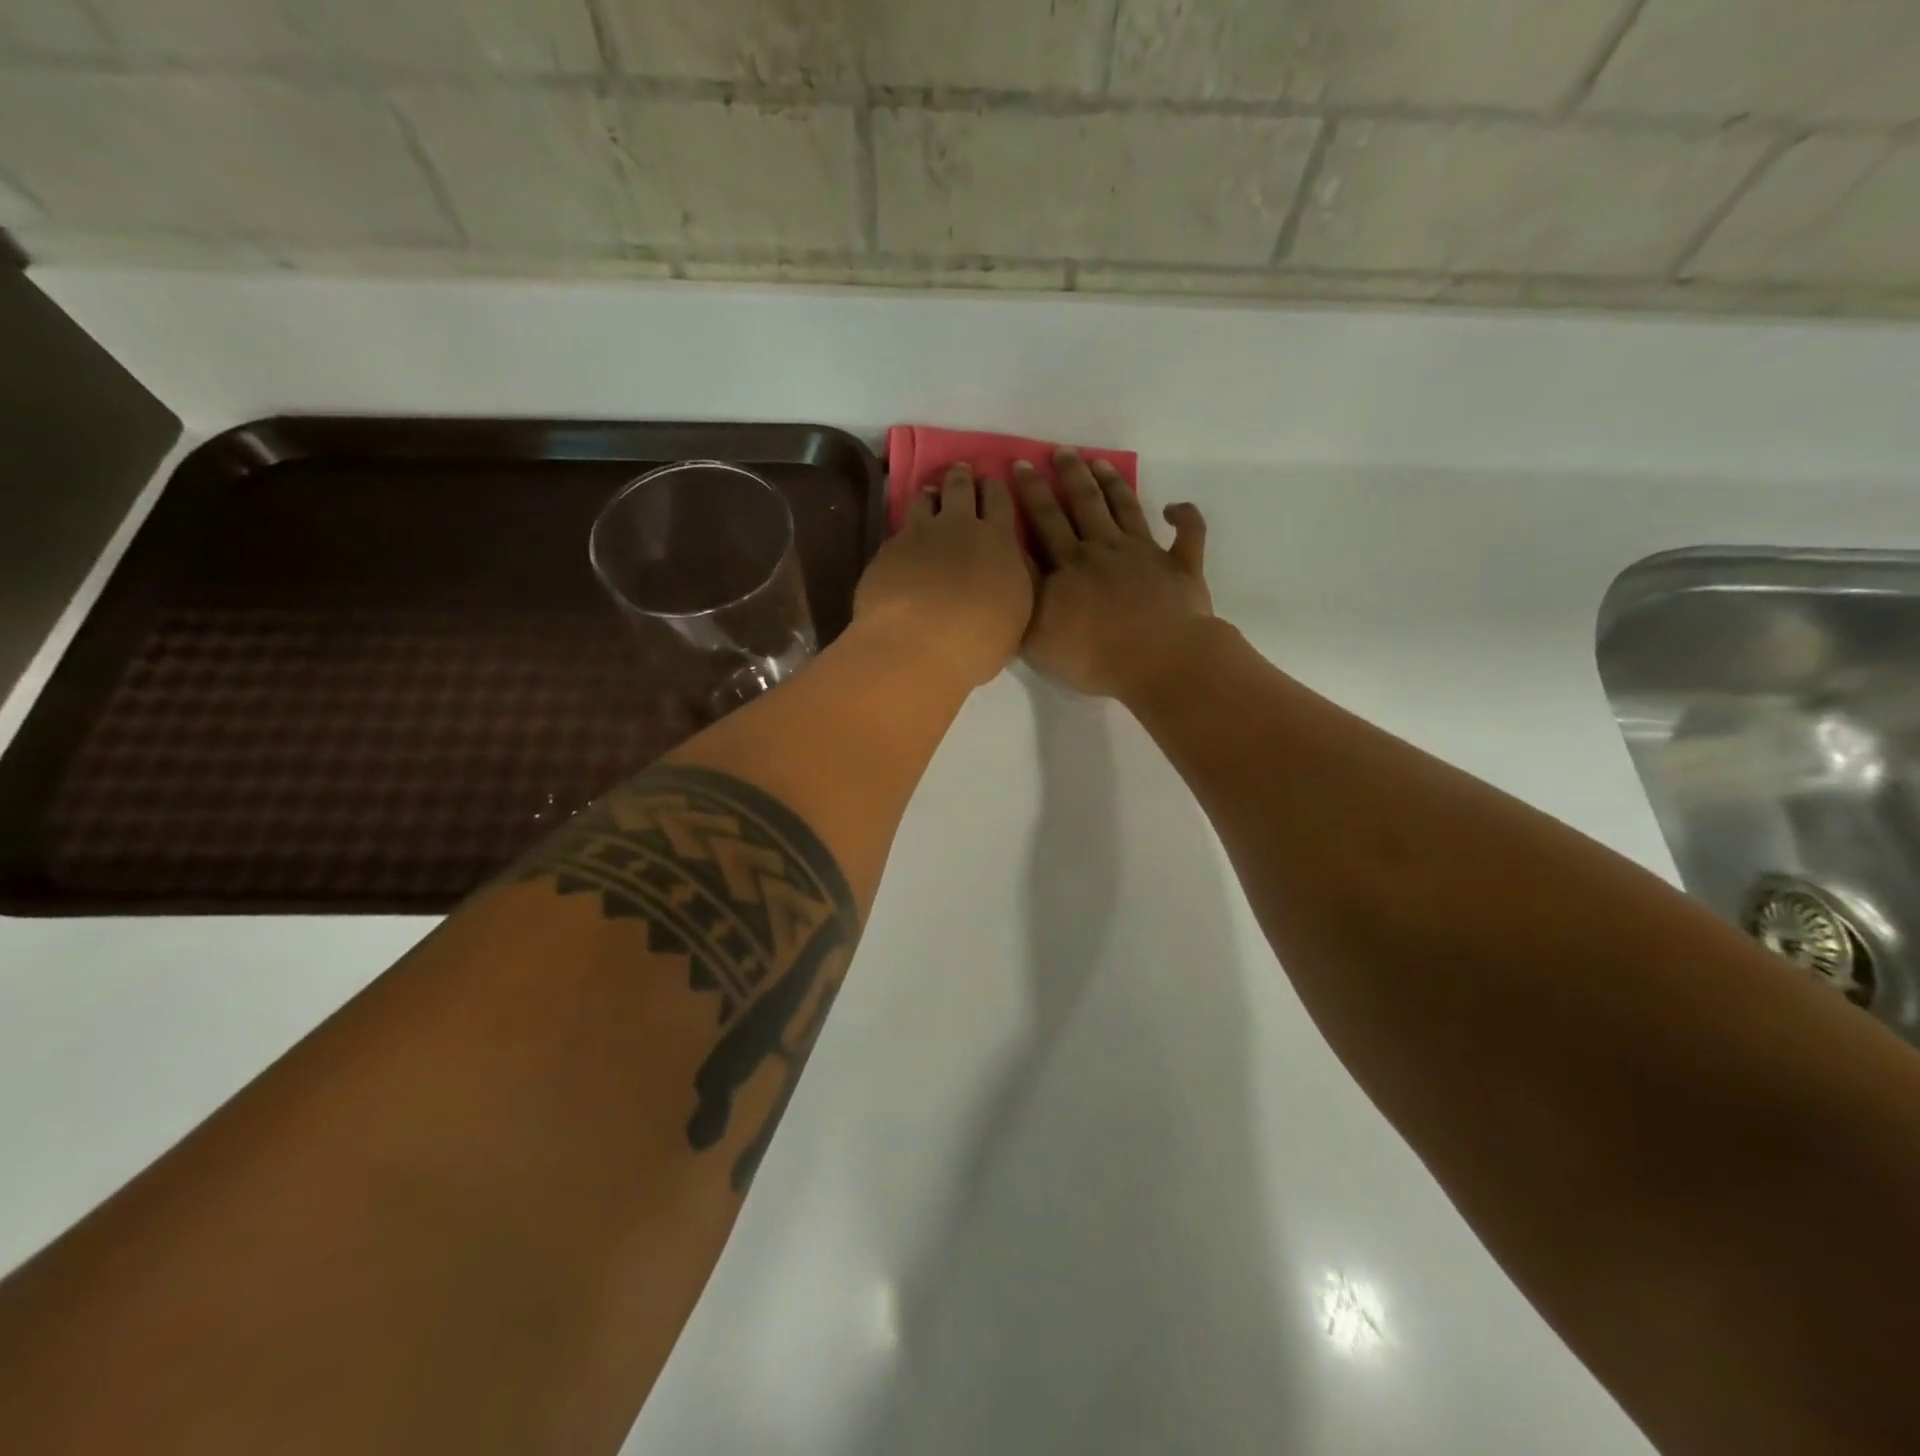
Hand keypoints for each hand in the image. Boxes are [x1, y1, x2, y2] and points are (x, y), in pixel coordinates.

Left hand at [853, 464, 1034, 689]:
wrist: (916, 647)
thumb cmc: (977, 641)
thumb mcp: (1015, 613)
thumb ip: (1011, 580)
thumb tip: (1006, 566)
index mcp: (999, 541)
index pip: (1000, 499)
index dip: (996, 488)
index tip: (993, 484)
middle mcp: (959, 526)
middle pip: (960, 487)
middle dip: (962, 477)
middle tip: (961, 472)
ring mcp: (919, 534)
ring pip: (925, 498)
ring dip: (930, 494)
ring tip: (929, 496)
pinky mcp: (888, 550)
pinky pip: (899, 529)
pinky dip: (905, 530)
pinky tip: (904, 543)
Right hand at [1015, 450, 1212, 699]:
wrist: (1158, 661)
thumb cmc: (1093, 655)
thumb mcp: (1036, 633)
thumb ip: (1024, 593)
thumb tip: (1013, 557)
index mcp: (1070, 563)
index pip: (1044, 520)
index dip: (1031, 492)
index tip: (1021, 464)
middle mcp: (1105, 548)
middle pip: (1084, 504)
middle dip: (1069, 475)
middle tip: (1061, 450)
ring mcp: (1146, 554)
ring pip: (1126, 509)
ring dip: (1113, 484)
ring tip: (1100, 462)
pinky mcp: (1181, 568)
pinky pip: (1187, 535)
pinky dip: (1185, 517)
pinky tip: (1175, 507)